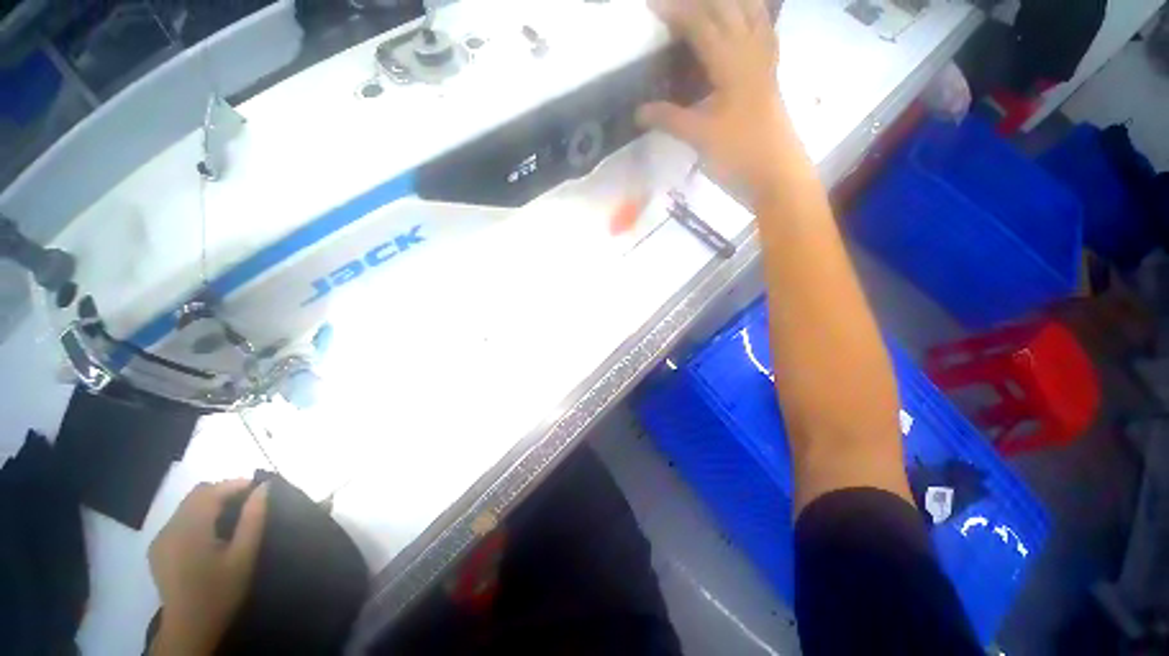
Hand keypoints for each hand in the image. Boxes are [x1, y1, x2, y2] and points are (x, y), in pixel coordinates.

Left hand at [149, 480, 268, 654]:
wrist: (189, 629)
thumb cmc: (221, 592)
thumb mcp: (244, 555)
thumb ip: (253, 518)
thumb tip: (264, 487)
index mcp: (188, 529)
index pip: (210, 491)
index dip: (235, 484)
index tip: (259, 488)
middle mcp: (169, 528)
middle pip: (196, 495)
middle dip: (223, 492)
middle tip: (249, 502)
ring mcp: (160, 539)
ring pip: (187, 506)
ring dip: (211, 504)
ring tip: (233, 517)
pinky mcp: (158, 549)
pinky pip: (179, 520)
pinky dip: (198, 517)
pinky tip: (211, 534)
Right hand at [637, 0, 791, 197]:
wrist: (776, 175)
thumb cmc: (738, 155)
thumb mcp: (700, 138)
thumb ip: (669, 119)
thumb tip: (638, 111)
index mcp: (732, 64)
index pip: (702, 24)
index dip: (676, 11)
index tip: (652, 5)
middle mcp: (752, 52)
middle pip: (729, 7)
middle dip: (701, 0)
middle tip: (676, 5)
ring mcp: (766, 62)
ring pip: (752, 13)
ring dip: (730, 2)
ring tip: (708, 4)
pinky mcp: (770, 76)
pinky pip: (764, 32)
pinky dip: (752, 17)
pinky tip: (744, 19)